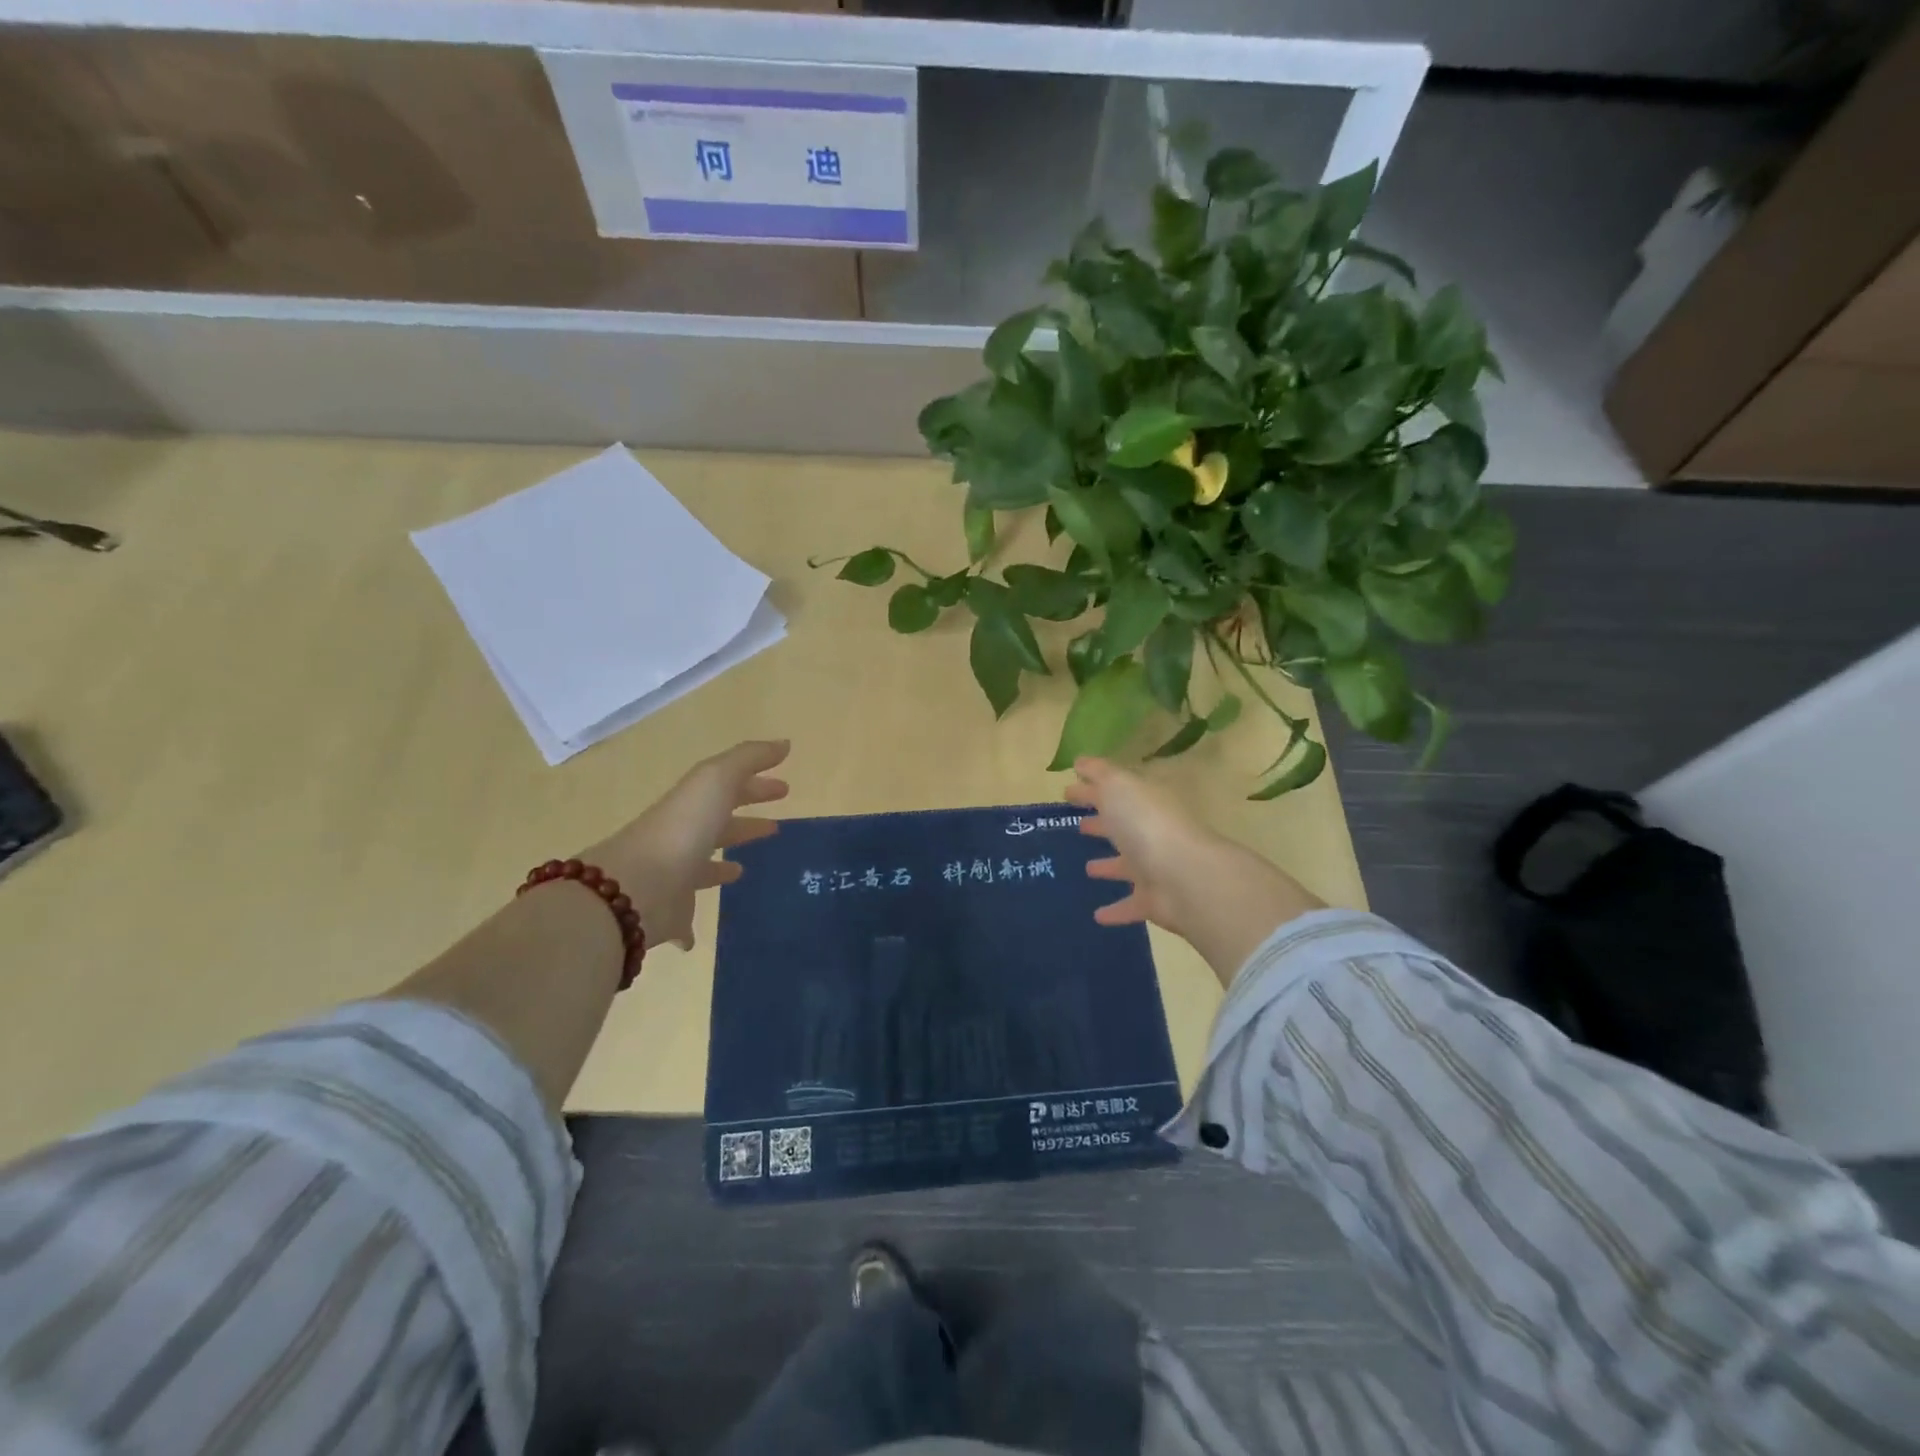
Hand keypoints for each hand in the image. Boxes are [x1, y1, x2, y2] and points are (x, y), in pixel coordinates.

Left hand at [582, 740, 789, 950]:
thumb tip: (784, 743)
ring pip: (702, 869)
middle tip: (777, 827)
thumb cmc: (683, 828)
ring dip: (721, 867)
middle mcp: (683, 838)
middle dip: (746, 823)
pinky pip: (683, 919)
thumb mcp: (716, 780)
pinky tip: (698, 937)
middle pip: (718, 826)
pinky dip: (691, 926)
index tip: (785, 788)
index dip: (758, 786)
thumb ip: (749, 759)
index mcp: (694, 805)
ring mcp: (673, 877)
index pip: (730, 789)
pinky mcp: (669, 915)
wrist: (635, 887)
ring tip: (743, 870)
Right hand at [1066, 757, 1322, 984]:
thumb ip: (1099, 774)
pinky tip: (1097, 915)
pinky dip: (1116, 909)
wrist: (1184, 877)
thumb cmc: (1146, 824)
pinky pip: (1130, 904)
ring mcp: (1155, 868)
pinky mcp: (1154, 901)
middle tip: (1078, 824)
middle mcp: (1151, 832)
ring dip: (1109, 865)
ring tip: (1087, 868)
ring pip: (1127, 865)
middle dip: (1101, 823)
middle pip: (1123, 826)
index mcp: (1143, 803)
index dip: (1091, 791)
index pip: (1114, 792)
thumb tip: (1080, 762)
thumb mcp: (1119, 787)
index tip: (1066, 792)